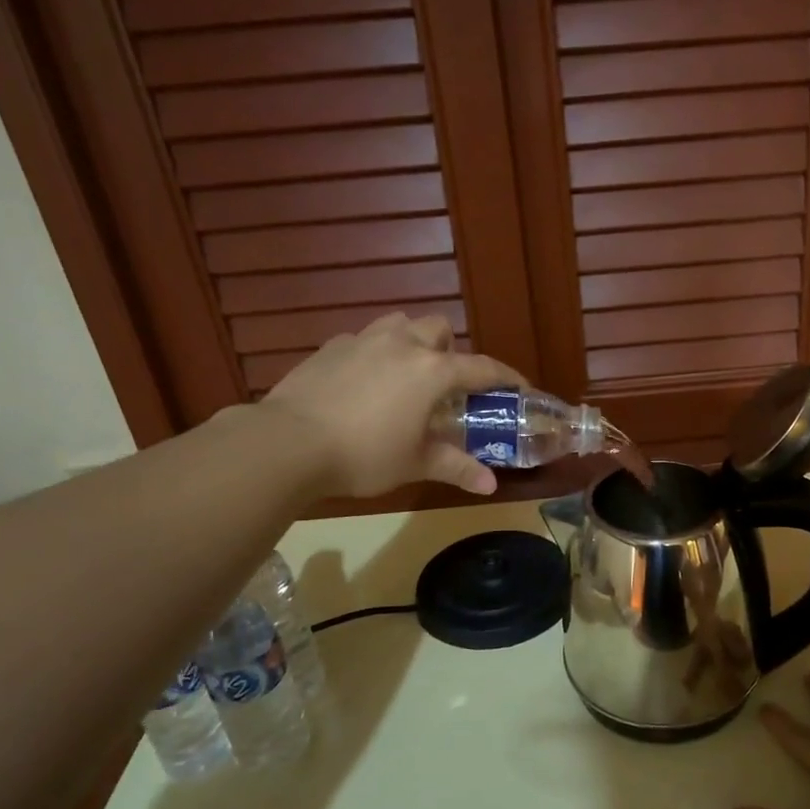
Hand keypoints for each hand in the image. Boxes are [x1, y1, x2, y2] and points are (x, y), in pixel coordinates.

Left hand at [262, 313, 525, 497]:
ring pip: (399, 323)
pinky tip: (362, 382)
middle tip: (444, 384)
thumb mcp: (415, 464)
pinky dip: (373, 353)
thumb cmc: (364, 455)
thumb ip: (456, 468)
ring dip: (411, 341)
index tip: (520, 388)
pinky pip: (363, 339)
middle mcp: (403, 344)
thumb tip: (490, 485)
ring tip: (404, 374)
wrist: (289, 442)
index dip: (506, 378)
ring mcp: (363, 340)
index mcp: (432, 371)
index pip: (482, 368)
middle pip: (438, 328)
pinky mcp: (330, 347)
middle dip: (449, 350)